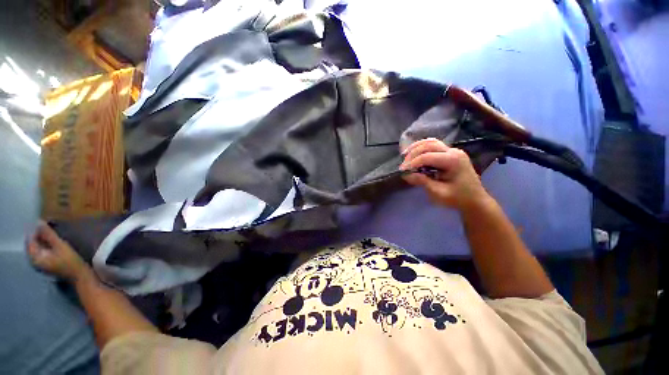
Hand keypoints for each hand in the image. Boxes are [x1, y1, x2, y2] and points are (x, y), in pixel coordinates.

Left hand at [27, 221, 89, 282]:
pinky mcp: (47, 264)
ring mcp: (40, 264)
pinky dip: (46, 245)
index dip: (35, 231)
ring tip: (51, 233)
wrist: (79, 275)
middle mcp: (34, 261)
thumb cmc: (70, 260)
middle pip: (33, 244)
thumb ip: (48, 234)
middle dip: (39, 235)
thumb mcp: (60, 245)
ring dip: (43, 240)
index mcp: (34, 257)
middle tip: (47, 227)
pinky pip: (42, 252)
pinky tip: (53, 242)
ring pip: (38, 248)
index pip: (30, 240)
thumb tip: (38, 221)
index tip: (43, 223)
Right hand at [400, 138, 489, 210]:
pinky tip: (415, 153)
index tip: (402, 171)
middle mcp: (454, 152)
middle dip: (413, 154)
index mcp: (453, 161)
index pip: (427, 156)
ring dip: (416, 147)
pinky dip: (422, 148)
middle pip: (429, 145)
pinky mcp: (450, 153)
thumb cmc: (457, 198)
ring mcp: (453, 151)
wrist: (475, 200)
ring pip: (431, 142)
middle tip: (403, 165)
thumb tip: (406, 175)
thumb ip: (423, 182)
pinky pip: (434, 145)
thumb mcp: (439, 193)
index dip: (412, 163)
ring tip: (405, 155)